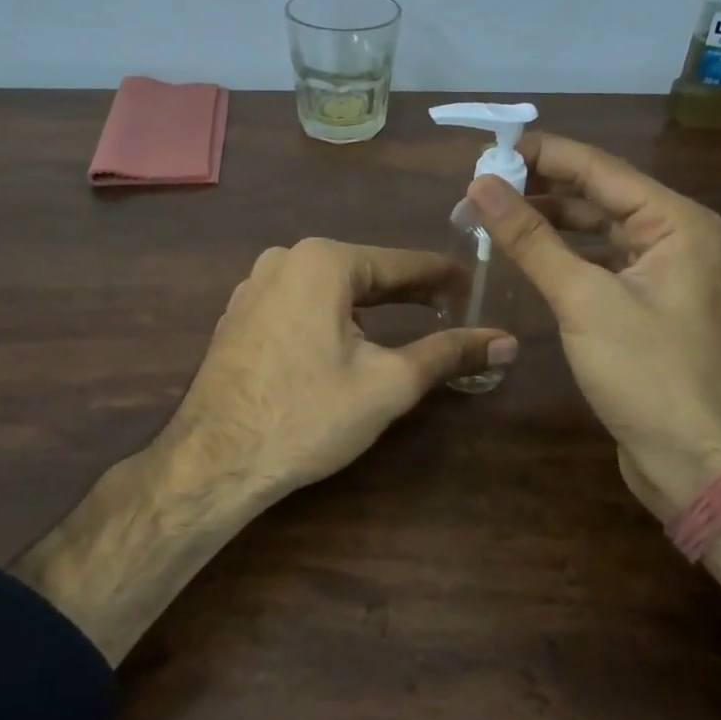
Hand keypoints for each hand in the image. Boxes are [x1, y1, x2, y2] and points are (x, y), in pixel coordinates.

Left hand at [168, 238, 515, 500]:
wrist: (213, 461)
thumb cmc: (307, 415)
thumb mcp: (388, 384)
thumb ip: (449, 354)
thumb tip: (507, 341)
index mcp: (324, 261)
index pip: (403, 263)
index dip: (445, 277)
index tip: (478, 287)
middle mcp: (285, 258)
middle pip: (365, 271)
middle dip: (409, 292)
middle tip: (453, 309)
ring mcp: (255, 284)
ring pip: (331, 288)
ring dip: (370, 305)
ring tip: (408, 323)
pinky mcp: (239, 314)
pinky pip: (300, 303)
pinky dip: (332, 316)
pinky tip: (347, 341)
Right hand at [467, 134, 720, 523]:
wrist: (695, 461)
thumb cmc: (647, 373)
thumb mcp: (584, 299)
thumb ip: (531, 238)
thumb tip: (480, 185)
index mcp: (676, 221)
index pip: (599, 168)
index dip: (542, 154)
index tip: (488, 149)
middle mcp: (674, 235)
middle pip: (597, 194)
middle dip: (540, 188)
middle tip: (480, 186)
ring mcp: (661, 271)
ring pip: (595, 229)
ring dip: (547, 221)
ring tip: (490, 215)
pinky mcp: (645, 302)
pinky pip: (597, 262)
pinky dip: (561, 255)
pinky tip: (522, 254)